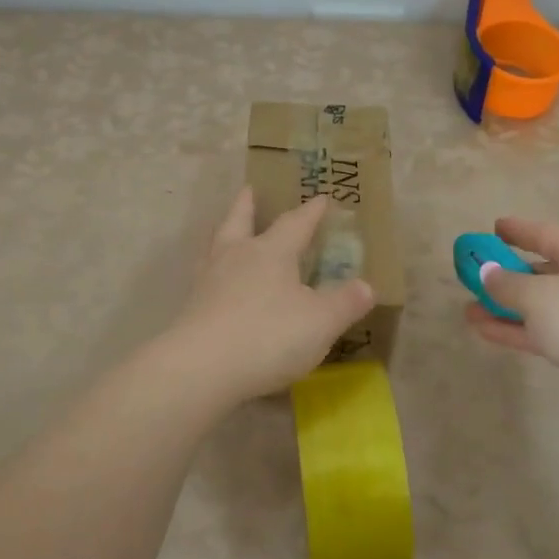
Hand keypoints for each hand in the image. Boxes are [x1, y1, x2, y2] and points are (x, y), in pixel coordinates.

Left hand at [168, 188, 374, 401]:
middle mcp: (236, 257)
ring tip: (226, 230)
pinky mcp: (191, 308)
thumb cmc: (268, 336)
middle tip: (249, 189)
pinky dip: (213, 271)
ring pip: (216, 246)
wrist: (202, 369)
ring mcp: (209, 281)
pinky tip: (216, 282)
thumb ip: (345, 303)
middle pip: (240, 221)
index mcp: (271, 253)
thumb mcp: (321, 322)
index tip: (321, 198)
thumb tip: (367, 286)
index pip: (295, 224)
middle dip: (248, 205)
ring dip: (224, 233)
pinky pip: (204, 277)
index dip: (310, 212)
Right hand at [463, 218, 558, 432]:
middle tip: (476, 273)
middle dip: (508, 274)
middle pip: (543, 270)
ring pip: (540, 305)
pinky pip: (544, 330)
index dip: (519, 230)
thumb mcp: (537, 296)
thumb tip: (487, 272)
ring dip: (506, 307)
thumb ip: (506, 283)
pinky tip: (485, 331)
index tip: (494, 227)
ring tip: (469, 309)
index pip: (546, 233)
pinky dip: (517, 329)